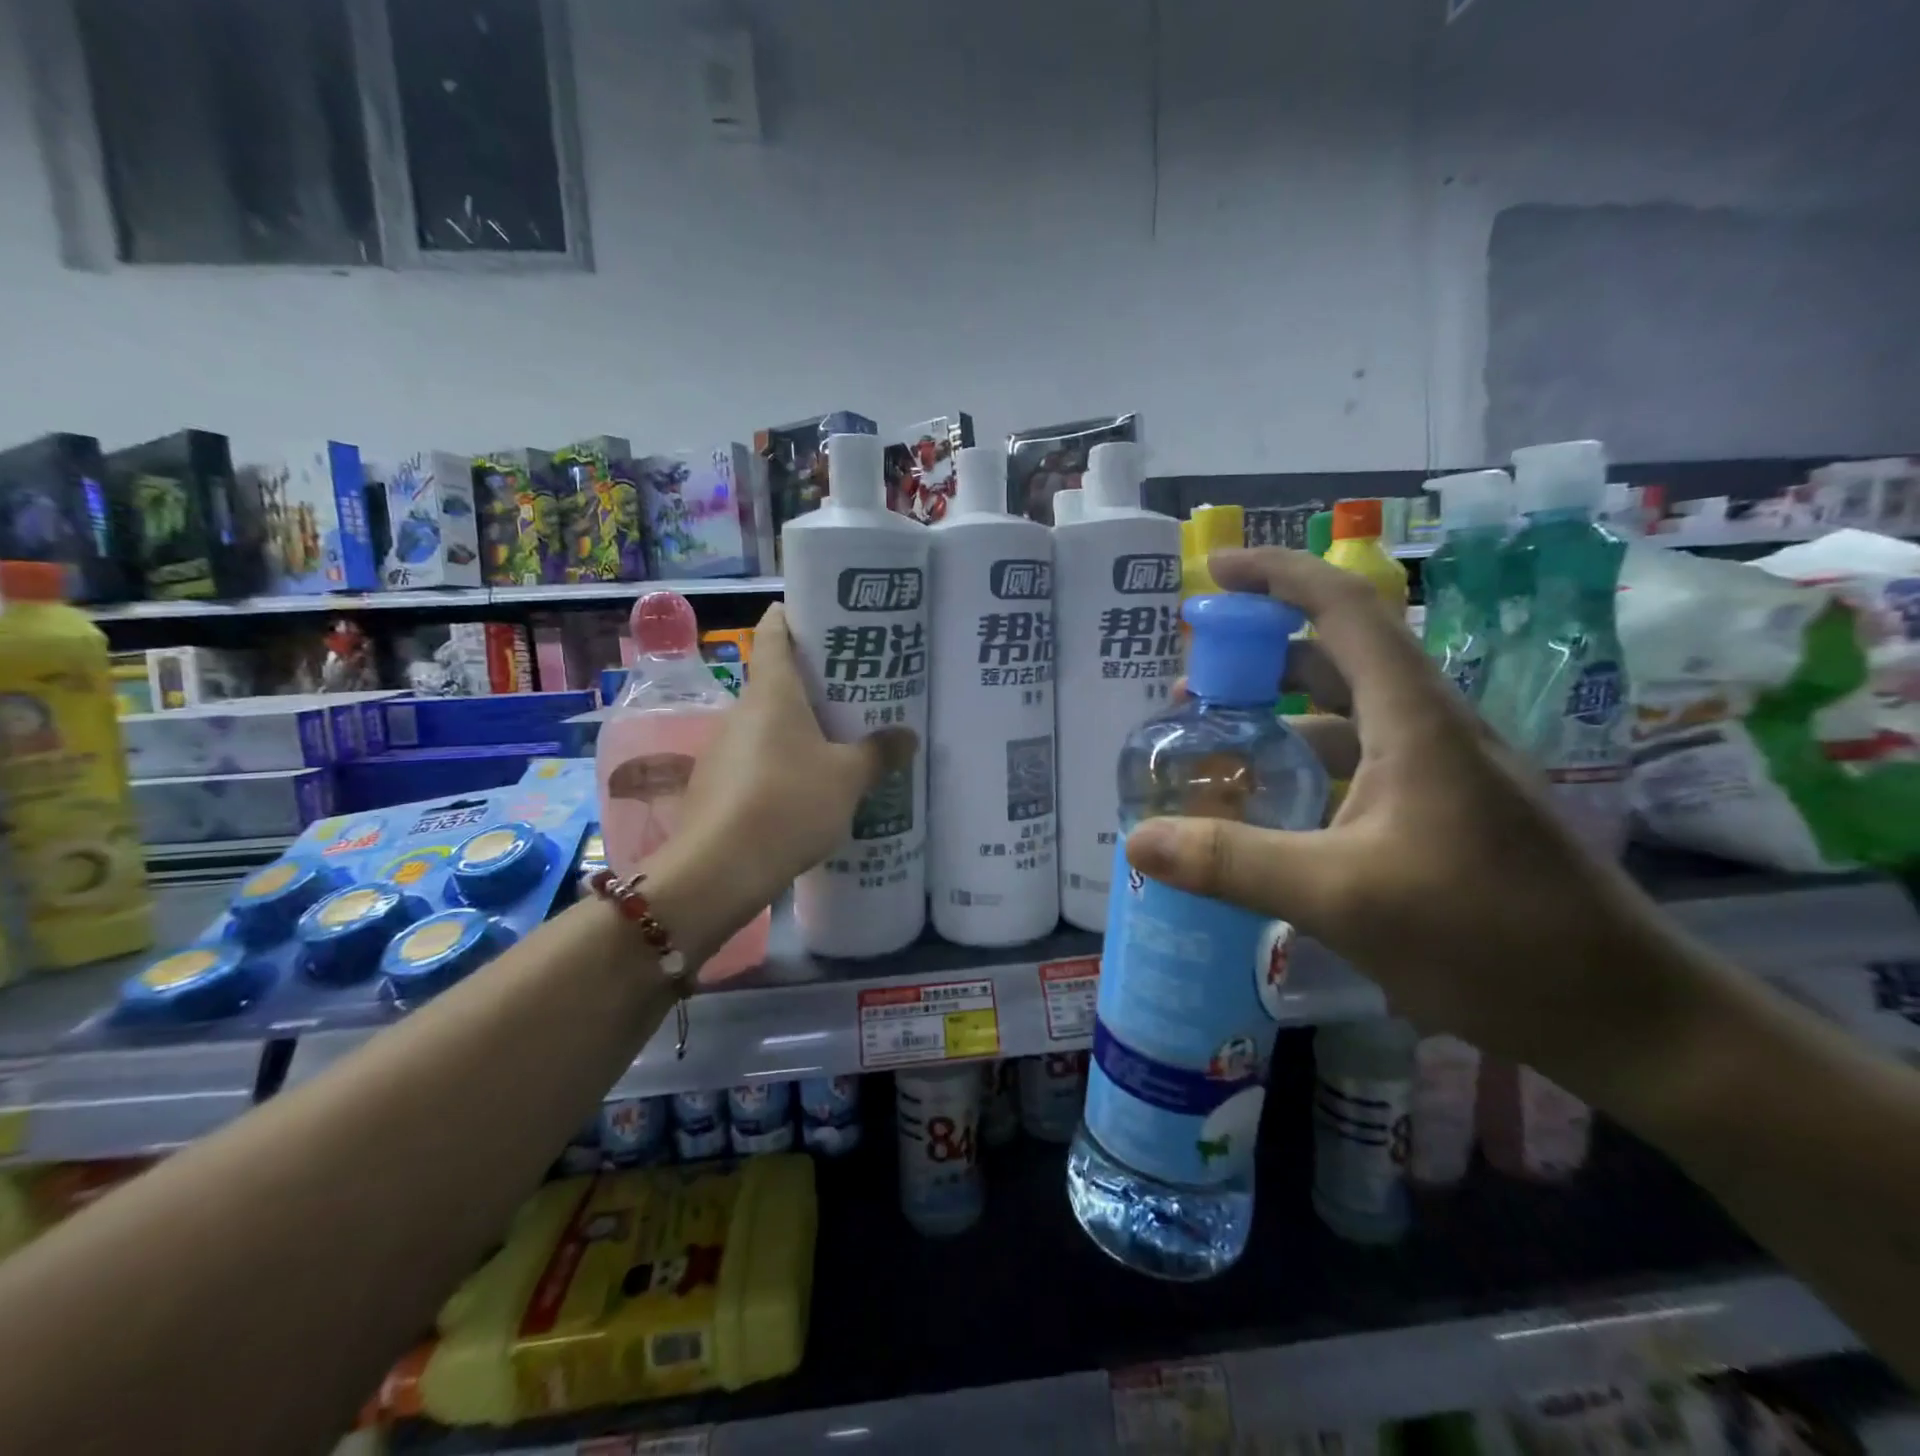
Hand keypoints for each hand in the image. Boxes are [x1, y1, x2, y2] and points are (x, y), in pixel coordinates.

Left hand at [674, 602, 913, 959]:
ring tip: (843, 741)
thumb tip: (907, 736)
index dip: (796, 616)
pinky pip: (759, 759)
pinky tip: (811, 788)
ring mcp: (724, 749)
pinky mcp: (718, 785)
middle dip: (815, 683)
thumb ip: (879, 753)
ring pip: (769, 724)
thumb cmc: (789, 803)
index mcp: (772, 692)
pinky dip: (784, 762)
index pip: (775, 632)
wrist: (719, 870)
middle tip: (858, 690)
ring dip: (801, 728)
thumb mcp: (848, 778)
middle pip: (777, 680)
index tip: (826, 617)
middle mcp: (742, 711)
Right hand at [1125, 547, 1718, 1099]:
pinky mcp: (1441, 812)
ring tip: (1214, 747)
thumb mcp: (1340, 896)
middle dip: (1259, 655)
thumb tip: (1137, 839)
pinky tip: (1270, 812)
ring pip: (1344, 717)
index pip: (1343, 608)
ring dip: (1278, 718)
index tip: (1212, 571)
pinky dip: (1304, 768)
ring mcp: (1439, 772)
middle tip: (1192, 682)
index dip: (1276, 575)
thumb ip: (1232, 863)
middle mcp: (1428, 727)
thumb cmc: (1487, 936)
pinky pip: (1356, 766)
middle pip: (1335, 657)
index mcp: (1414, 718)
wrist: (1620, 1013)